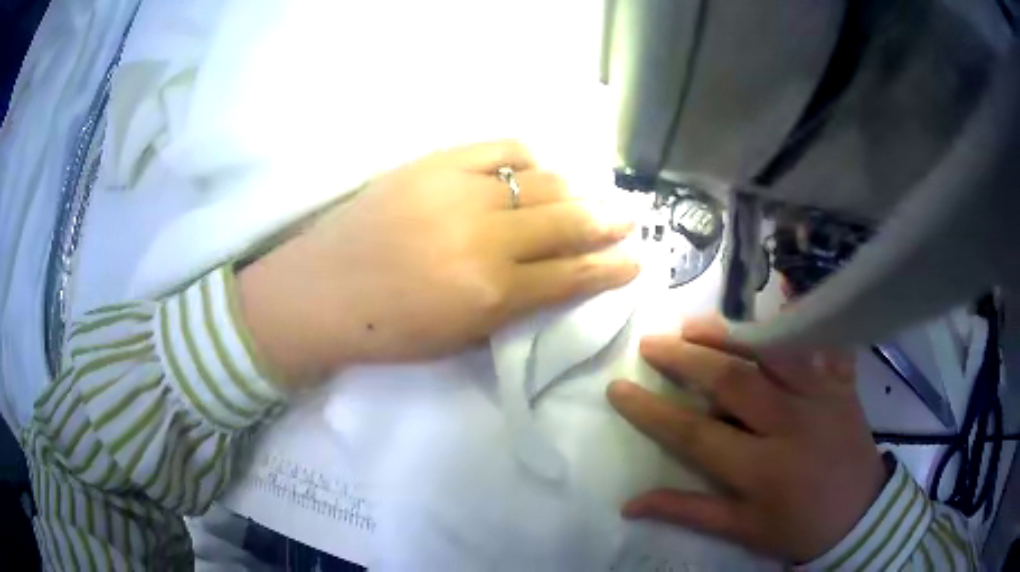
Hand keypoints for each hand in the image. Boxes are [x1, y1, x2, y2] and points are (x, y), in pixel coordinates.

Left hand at [238, 140, 638, 386]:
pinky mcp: (434, 163)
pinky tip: (543, 164)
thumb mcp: (460, 338)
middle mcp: (486, 236)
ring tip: (594, 191)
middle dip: (608, 220)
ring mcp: (459, 191)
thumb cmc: (387, 330)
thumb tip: (557, 278)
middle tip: (629, 217)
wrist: (318, 291)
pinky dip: (530, 156)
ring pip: (542, 180)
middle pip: (568, 220)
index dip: (612, 267)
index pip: (573, 274)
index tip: (636, 260)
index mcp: (492, 292)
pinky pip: (499, 149)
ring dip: (577, 188)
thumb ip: (514, 307)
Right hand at [607, 316, 887, 562]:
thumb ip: (690, 511)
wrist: (860, 514)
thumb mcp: (743, 530)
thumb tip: (630, 504)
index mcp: (763, 468)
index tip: (619, 389)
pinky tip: (783, 293)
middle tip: (652, 342)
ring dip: (731, 335)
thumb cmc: (798, 527)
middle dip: (686, 359)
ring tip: (694, 324)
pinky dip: (802, 317)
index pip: (697, 434)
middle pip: (733, 381)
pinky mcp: (842, 384)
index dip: (653, 411)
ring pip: (774, 353)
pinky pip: (822, 342)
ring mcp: (821, 397)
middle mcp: (791, 424)